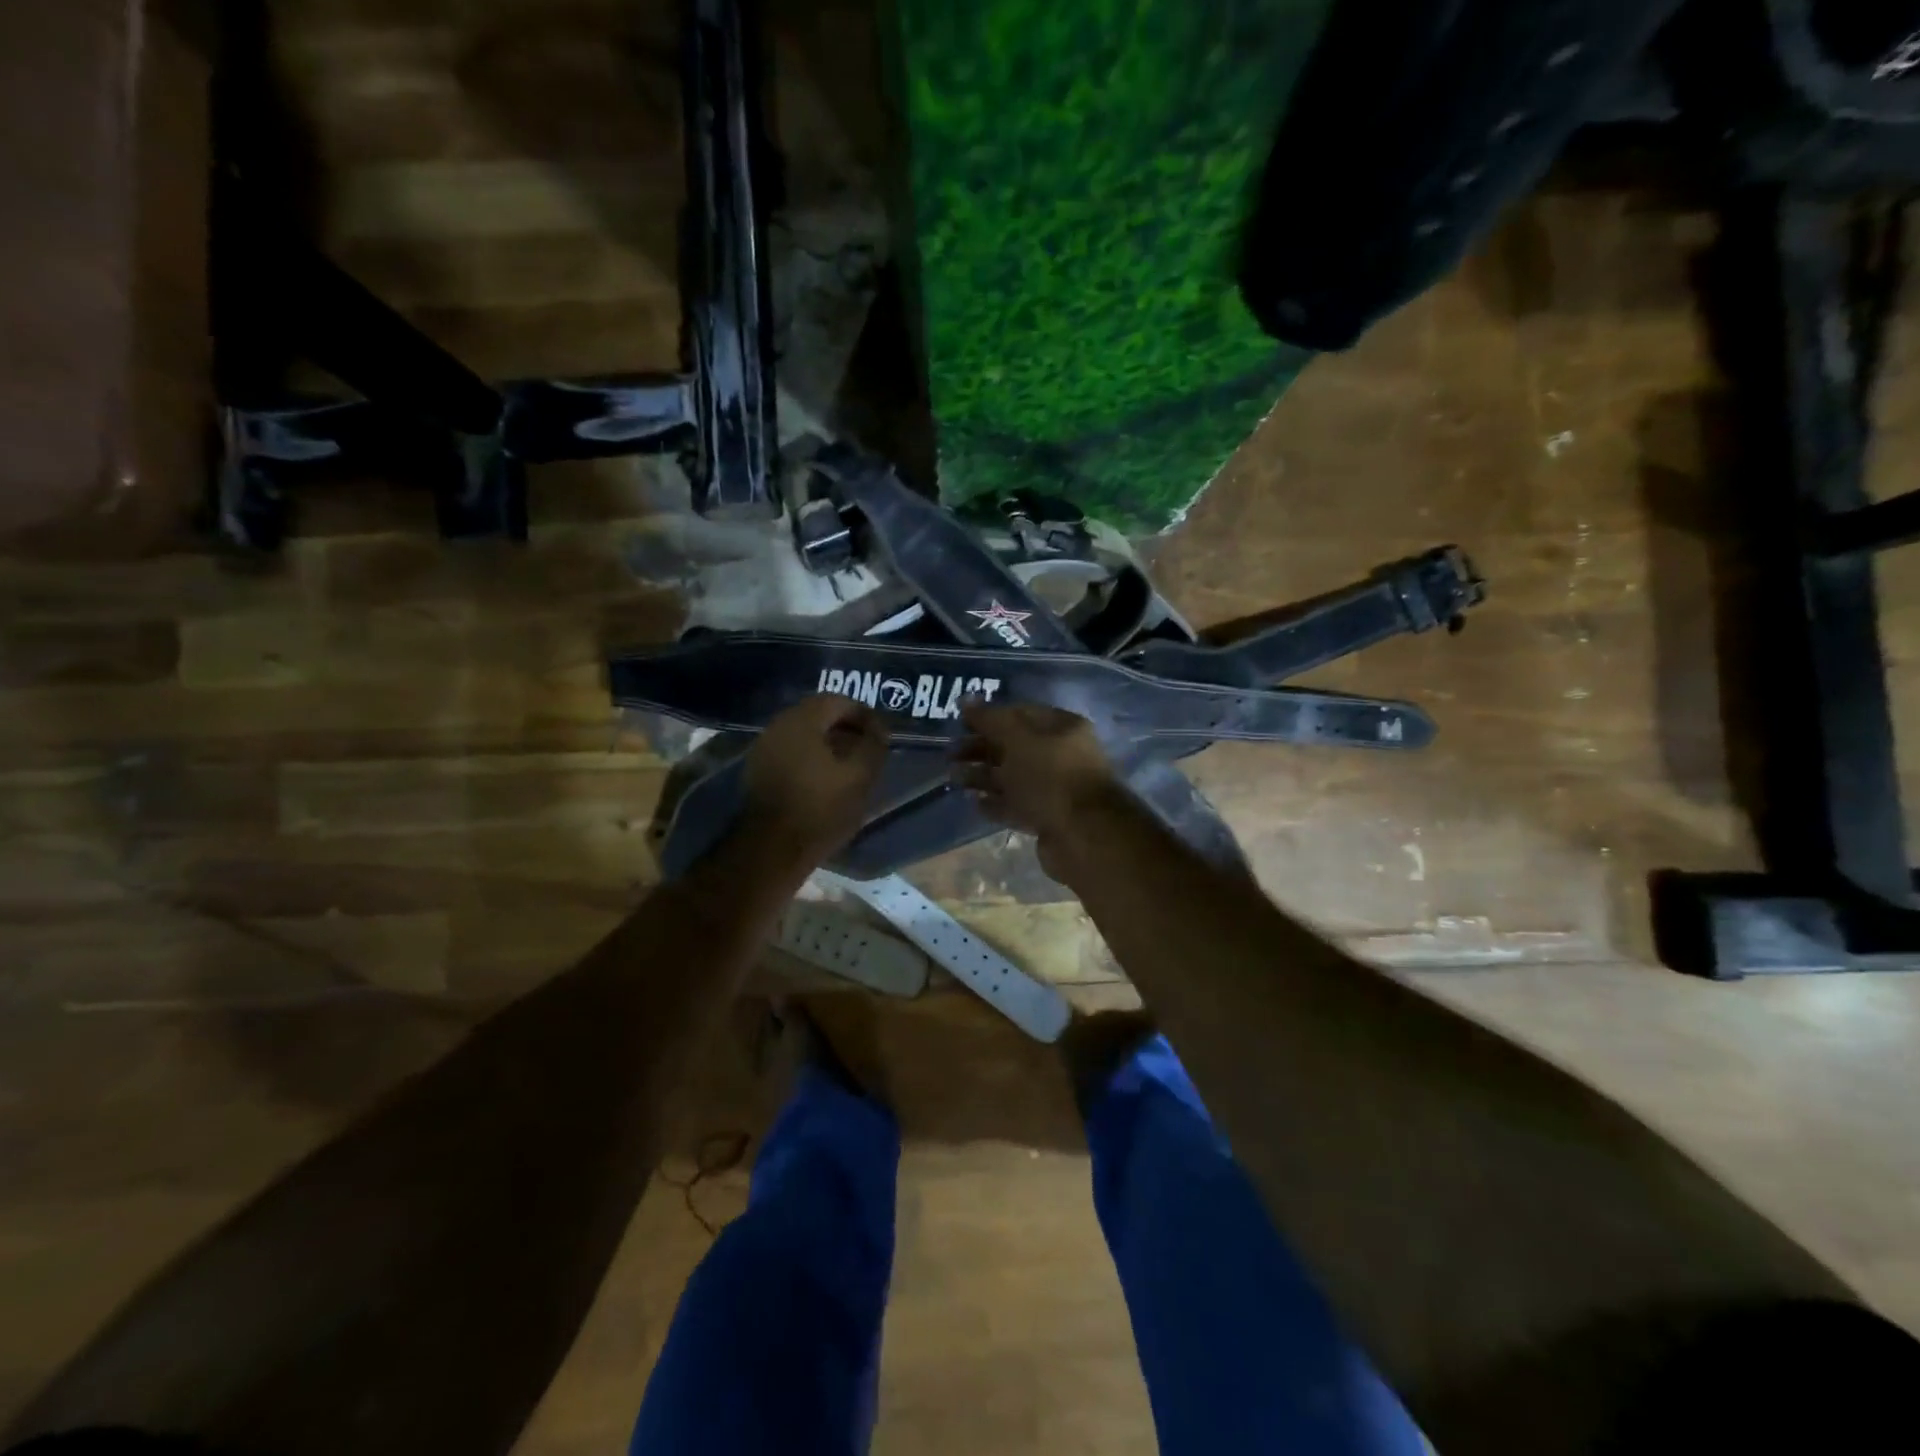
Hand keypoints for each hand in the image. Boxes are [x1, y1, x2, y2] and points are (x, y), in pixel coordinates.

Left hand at [741, 694, 890, 863]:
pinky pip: (791, 751)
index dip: (864, 714)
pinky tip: (826, 778)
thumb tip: (879, 729)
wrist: (771, 849)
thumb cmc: (820, 808)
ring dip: (828, 743)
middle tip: (867, 747)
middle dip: (846, 727)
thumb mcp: (860, 776)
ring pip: (803, 734)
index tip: (880, 734)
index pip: (838, 701)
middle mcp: (778, 725)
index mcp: (802, 720)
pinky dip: (811, 757)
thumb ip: (873, 745)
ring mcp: (764, 748)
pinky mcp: (758, 770)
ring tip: (850, 765)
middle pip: (818, 714)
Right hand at [951, 702, 1124, 872]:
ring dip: (984, 776)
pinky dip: (996, 803)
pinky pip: (1017, 805)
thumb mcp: (1017, 739)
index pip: (1020, 713)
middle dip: (982, 748)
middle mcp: (1061, 754)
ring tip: (954, 779)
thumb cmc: (1050, 776)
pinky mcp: (1048, 817)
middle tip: (951, 754)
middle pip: (1014, 746)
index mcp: (1062, 727)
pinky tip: (974, 803)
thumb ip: (990, 719)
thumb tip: (966, 700)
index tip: (959, 723)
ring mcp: (1056, 788)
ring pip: (1013, 777)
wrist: (1082, 834)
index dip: (988, 716)